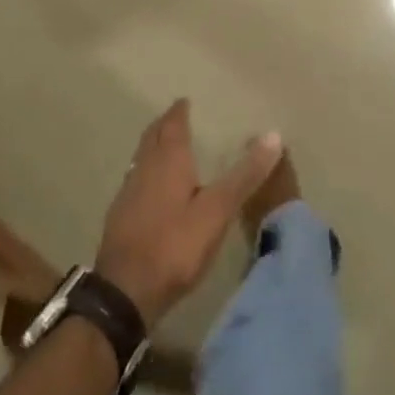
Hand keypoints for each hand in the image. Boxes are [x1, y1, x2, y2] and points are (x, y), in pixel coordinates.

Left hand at [95, 100, 282, 326]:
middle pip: (153, 136)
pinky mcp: (120, 218)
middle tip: (177, 117)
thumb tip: (274, 135)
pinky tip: (153, 190)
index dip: (179, 111)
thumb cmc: (175, 245)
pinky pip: (135, 181)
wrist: (124, 293)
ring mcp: (128, 192)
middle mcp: (144, 167)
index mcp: (168, 159)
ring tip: (167, 148)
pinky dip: (147, 173)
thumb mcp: (217, 210)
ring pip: (141, 158)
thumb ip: (244, 175)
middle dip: (165, 124)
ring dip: (154, 148)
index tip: (186, 101)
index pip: (173, 123)